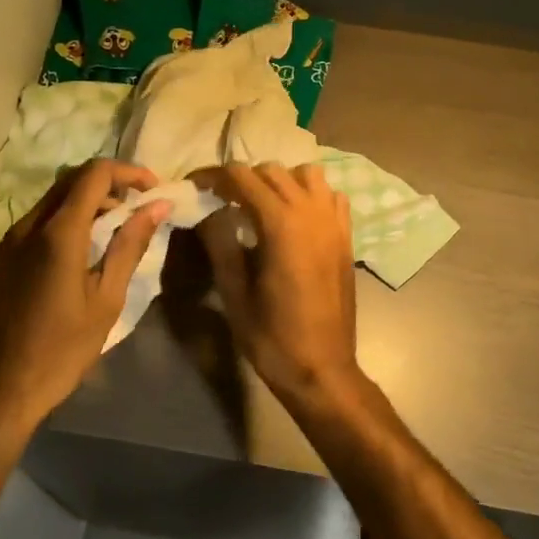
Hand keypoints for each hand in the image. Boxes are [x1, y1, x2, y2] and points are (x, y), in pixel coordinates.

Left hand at [0, 159, 169, 430]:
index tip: (155, 189)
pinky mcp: (5, 254)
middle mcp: (29, 225)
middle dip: (112, 184)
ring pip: (56, 197)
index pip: (95, 174)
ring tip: (119, 228)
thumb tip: (157, 206)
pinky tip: (87, 247)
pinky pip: (41, 218)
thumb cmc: (63, 348)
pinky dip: (70, 217)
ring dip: (90, 200)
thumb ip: (130, 246)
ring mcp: (12, 238)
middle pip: (73, 179)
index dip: (129, 172)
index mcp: (58, 234)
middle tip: (141, 207)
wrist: (2, 387)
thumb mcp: (107, 299)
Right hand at [195, 163, 362, 406]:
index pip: (242, 177)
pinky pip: (330, 196)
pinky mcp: (346, 238)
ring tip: (259, 206)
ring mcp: (334, 223)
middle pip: (272, 171)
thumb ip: (219, 242)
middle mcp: (312, 213)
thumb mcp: (234, 292)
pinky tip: (294, 219)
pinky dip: (309, 195)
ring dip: (279, 181)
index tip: (193, 186)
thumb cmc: (272, 336)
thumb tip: (206, 210)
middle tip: (219, 201)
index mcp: (281, 224)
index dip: (212, 176)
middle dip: (242, 179)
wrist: (321, 368)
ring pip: (306, 175)